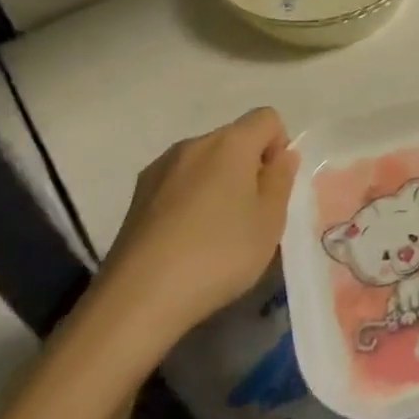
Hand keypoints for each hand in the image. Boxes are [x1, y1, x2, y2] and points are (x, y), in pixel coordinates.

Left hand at [80, 108, 299, 367]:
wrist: (137, 300)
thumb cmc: (218, 254)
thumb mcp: (269, 221)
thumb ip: (280, 180)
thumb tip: (281, 156)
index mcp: (229, 143)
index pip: (267, 118)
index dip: (279, 147)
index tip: (273, 188)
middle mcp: (192, 144)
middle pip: (234, 139)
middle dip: (249, 167)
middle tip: (251, 216)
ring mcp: (159, 169)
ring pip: (205, 163)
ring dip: (219, 184)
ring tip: (217, 233)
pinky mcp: (137, 197)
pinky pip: (179, 184)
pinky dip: (191, 201)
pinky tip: (186, 241)